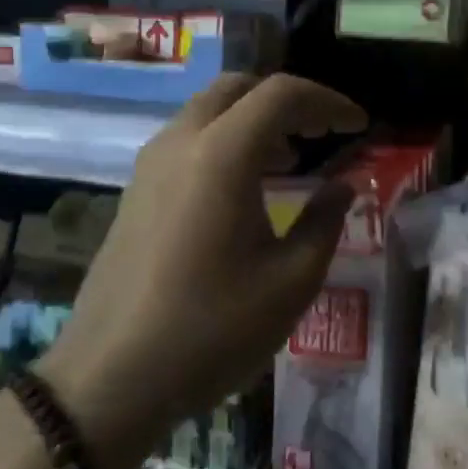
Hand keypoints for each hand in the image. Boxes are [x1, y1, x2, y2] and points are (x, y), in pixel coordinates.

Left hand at [37, 73, 366, 468]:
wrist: (108, 380)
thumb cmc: (212, 330)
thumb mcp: (291, 282)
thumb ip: (325, 222)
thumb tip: (343, 186)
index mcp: (222, 154)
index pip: (282, 94)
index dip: (328, 102)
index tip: (358, 126)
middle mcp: (181, 142)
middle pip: (239, 87)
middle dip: (288, 100)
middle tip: (322, 133)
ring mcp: (150, 165)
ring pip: (209, 110)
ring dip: (255, 119)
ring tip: (291, 160)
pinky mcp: (135, 190)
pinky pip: (188, 139)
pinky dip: (226, 140)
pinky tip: (246, 188)